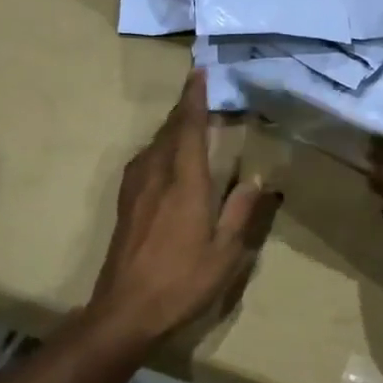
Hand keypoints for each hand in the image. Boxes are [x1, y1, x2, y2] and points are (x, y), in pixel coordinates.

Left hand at [89, 71, 281, 344]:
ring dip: (171, 127)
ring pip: (154, 144)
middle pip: (169, 130)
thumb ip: (241, 211)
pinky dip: (158, 147)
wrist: (126, 309)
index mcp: (185, 182)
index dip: (194, 99)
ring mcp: (136, 188)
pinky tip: (164, 158)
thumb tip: (258, 178)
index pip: (189, 128)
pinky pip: (143, 160)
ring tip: (187, 122)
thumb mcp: (225, 252)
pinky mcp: (125, 202)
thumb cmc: (182, 281)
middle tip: (200, 93)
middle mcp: (157, 175)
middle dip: (184, 108)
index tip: (199, 73)